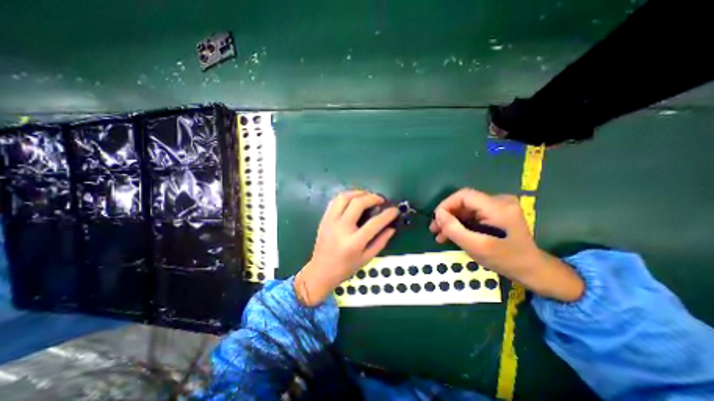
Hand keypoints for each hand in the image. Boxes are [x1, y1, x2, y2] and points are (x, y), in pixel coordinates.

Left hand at [293, 191, 398, 307]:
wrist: (321, 271)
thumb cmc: (345, 268)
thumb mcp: (367, 258)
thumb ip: (381, 242)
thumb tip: (391, 227)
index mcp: (354, 243)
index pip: (374, 223)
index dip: (388, 214)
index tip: (394, 210)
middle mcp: (341, 229)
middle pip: (358, 203)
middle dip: (373, 197)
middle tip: (381, 200)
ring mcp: (330, 222)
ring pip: (344, 197)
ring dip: (358, 193)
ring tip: (367, 196)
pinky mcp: (324, 219)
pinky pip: (335, 201)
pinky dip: (347, 196)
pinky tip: (354, 200)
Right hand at [426, 190, 581, 301]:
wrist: (532, 271)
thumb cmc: (506, 260)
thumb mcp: (477, 247)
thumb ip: (455, 229)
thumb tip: (438, 214)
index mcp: (498, 207)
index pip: (464, 195)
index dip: (446, 205)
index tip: (436, 220)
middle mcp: (499, 201)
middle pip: (464, 202)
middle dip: (447, 216)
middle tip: (434, 230)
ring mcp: (498, 207)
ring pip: (466, 209)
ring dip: (452, 221)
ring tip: (439, 235)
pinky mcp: (496, 214)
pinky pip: (472, 215)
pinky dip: (460, 224)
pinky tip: (451, 235)